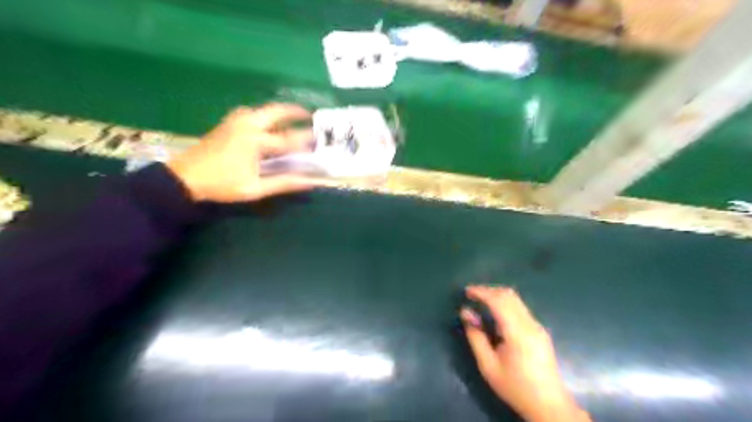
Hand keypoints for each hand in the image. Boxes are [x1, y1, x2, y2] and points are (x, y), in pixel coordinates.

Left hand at [167, 101, 329, 200]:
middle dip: (294, 111)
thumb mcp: (255, 188)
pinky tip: (265, 122)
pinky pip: (250, 113)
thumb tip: (309, 181)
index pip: (288, 139)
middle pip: (275, 112)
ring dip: (277, 111)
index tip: (320, 140)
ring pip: (261, 109)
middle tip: (309, 114)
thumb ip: (283, 183)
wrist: (184, 178)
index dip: (305, 141)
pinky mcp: (226, 124)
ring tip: (290, 115)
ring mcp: (234, 122)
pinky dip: (263, 114)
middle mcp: (247, 125)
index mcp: (255, 140)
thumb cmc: (222, 184)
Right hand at [462, 287, 589, 421]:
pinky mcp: (540, 331)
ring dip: (497, 296)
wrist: (549, 406)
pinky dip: (505, 304)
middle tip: (472, 295)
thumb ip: (475, 336)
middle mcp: (530, 324)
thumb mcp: (488, 366)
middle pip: (509, 295)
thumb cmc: (515, 387)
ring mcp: (537, 326)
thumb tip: (466, 312)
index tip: (466, 291)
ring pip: (516, 300)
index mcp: (518, 332)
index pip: (499, 301)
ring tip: (480, 301)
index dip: (481, 292)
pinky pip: (520, 308)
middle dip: (489, 290)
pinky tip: (495, 314)